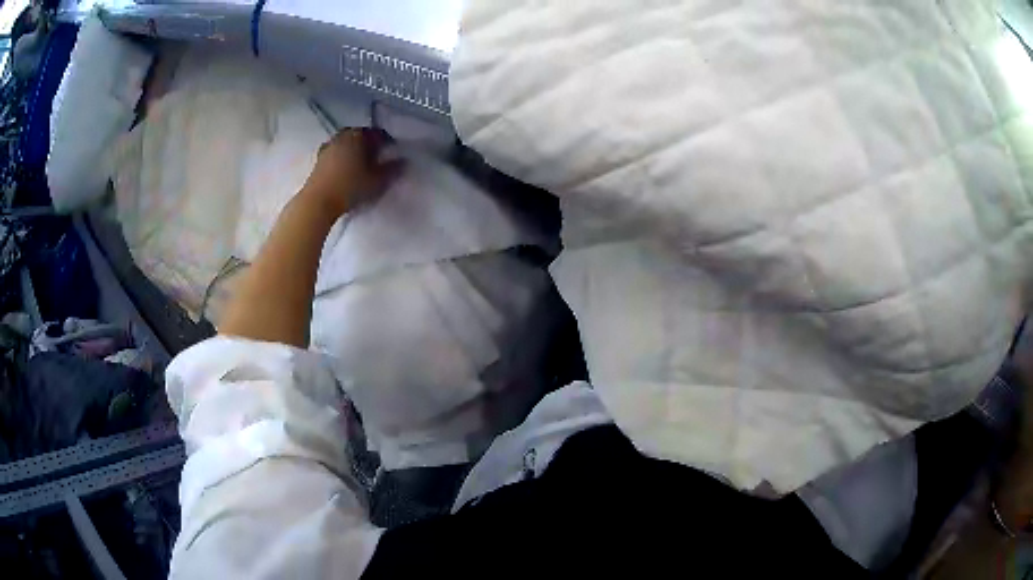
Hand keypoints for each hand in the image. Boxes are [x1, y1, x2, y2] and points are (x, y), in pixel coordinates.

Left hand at [303, 127, 402, 216]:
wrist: (318, 202)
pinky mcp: (318, 159)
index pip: (378, 133)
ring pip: (347, 144)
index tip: (392, 153)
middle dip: (369, 145)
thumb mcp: (377, 180)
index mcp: (358, 135)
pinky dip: (343, 158)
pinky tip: (346, 171)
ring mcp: (328, 146)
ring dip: (355, 151)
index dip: (387, 143)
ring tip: (361, 165)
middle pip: (360, 136)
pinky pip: (336, 153)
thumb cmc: (350, 187)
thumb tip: (404, 162)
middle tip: (377, 158)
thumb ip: (392, 169)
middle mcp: (342, 135)